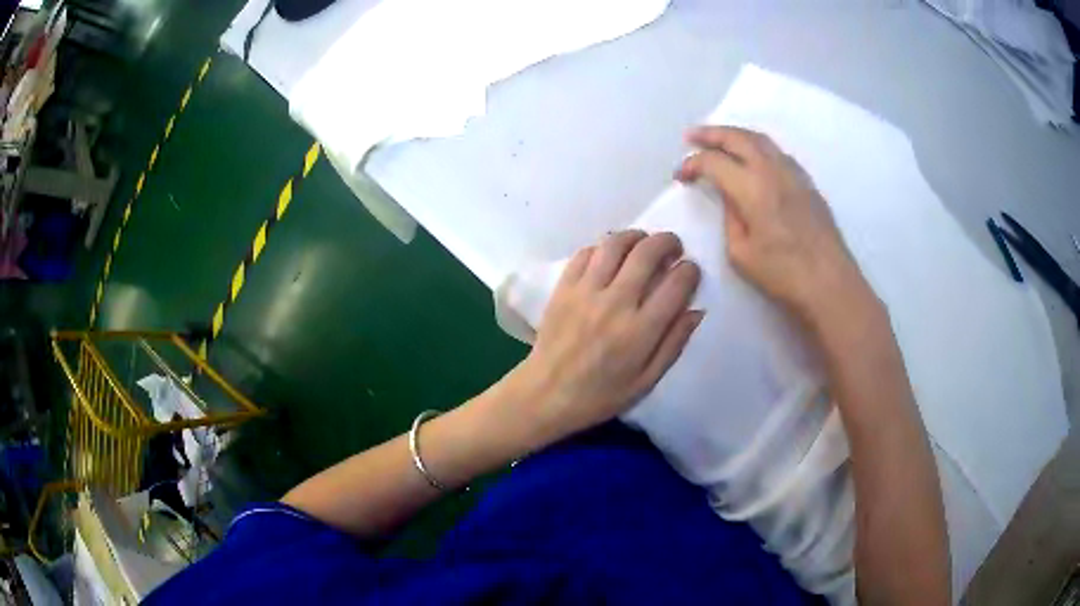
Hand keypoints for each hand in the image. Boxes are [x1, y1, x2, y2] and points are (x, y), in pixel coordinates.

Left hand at [505, 231, 702, 444]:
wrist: (546, 394)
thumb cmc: (600, 395)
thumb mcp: (646, 381)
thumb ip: (674, 344)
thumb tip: (696, 310)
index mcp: (640, 330)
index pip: (676, 284)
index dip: (690, 271)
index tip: (690, 272)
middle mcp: (615, 303)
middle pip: (648, 252)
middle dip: (667, 242)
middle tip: (673, 248)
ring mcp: (586, 291)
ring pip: (615, 244)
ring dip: (636, 236)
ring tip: (643, 243)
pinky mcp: (564, 287)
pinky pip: (586, 253)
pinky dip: (603, 247)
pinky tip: (610, 256)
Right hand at [676, 126, 871, 324]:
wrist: (830, 282)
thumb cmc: (783, 274)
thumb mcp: (741, 253)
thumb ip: (730, 217)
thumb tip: (730, 196)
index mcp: (752, 188)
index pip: (714, 162)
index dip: (692, 164)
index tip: (680, 176)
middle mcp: (772, 170)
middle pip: (737, 137)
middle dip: (710, 134)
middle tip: (691, 136)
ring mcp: (793, 172)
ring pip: (759, 138)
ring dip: (735, 134)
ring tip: (719, 139)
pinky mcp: (806, 181)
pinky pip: (776, 151)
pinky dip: (756, 145)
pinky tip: (752, 157)